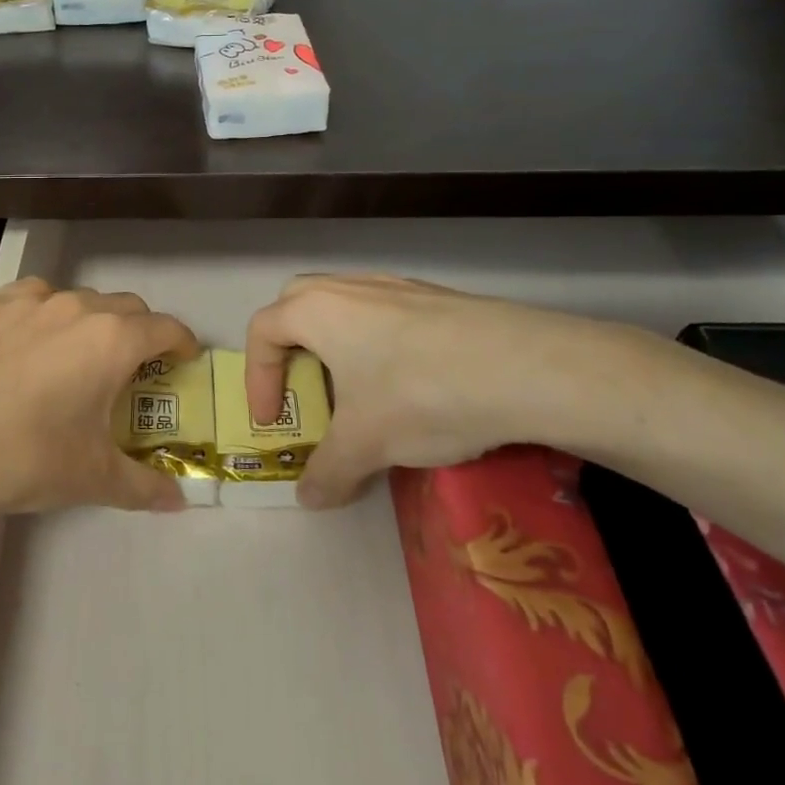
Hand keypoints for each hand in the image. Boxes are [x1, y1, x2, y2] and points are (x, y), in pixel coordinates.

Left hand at [0, 278, 198, 520]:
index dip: (182, 343)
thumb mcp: (89, 478)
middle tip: (130, 369)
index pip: (166, 328)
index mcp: (111, 340)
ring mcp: (27, 301)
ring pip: (76, 299)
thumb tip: (178, 501)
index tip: (183, 361)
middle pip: (125, 307)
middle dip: (139, 332)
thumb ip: (142, 485)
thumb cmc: (22, 456)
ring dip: (89, 321)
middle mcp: (76, 307)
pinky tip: (23, 346)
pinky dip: (42, 316)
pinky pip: (30, 300)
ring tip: (74, 356)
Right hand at [244, 274, 654, 507]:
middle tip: (304, 387)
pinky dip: (380, 344)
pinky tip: (409, 383)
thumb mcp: (365, 444)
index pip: (263, 331)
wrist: (527, 368)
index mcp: (316, 309)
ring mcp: (397, 286)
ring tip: (357, 391)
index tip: (272, 420)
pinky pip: (388, 315)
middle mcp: (350, 286)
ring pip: (346, 306)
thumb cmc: (419, 395)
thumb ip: (327, 471)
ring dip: (337, 345)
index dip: (257, 378)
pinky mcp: (438, 297)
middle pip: (298, 303)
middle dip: (290, 346)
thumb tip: (310, 498)